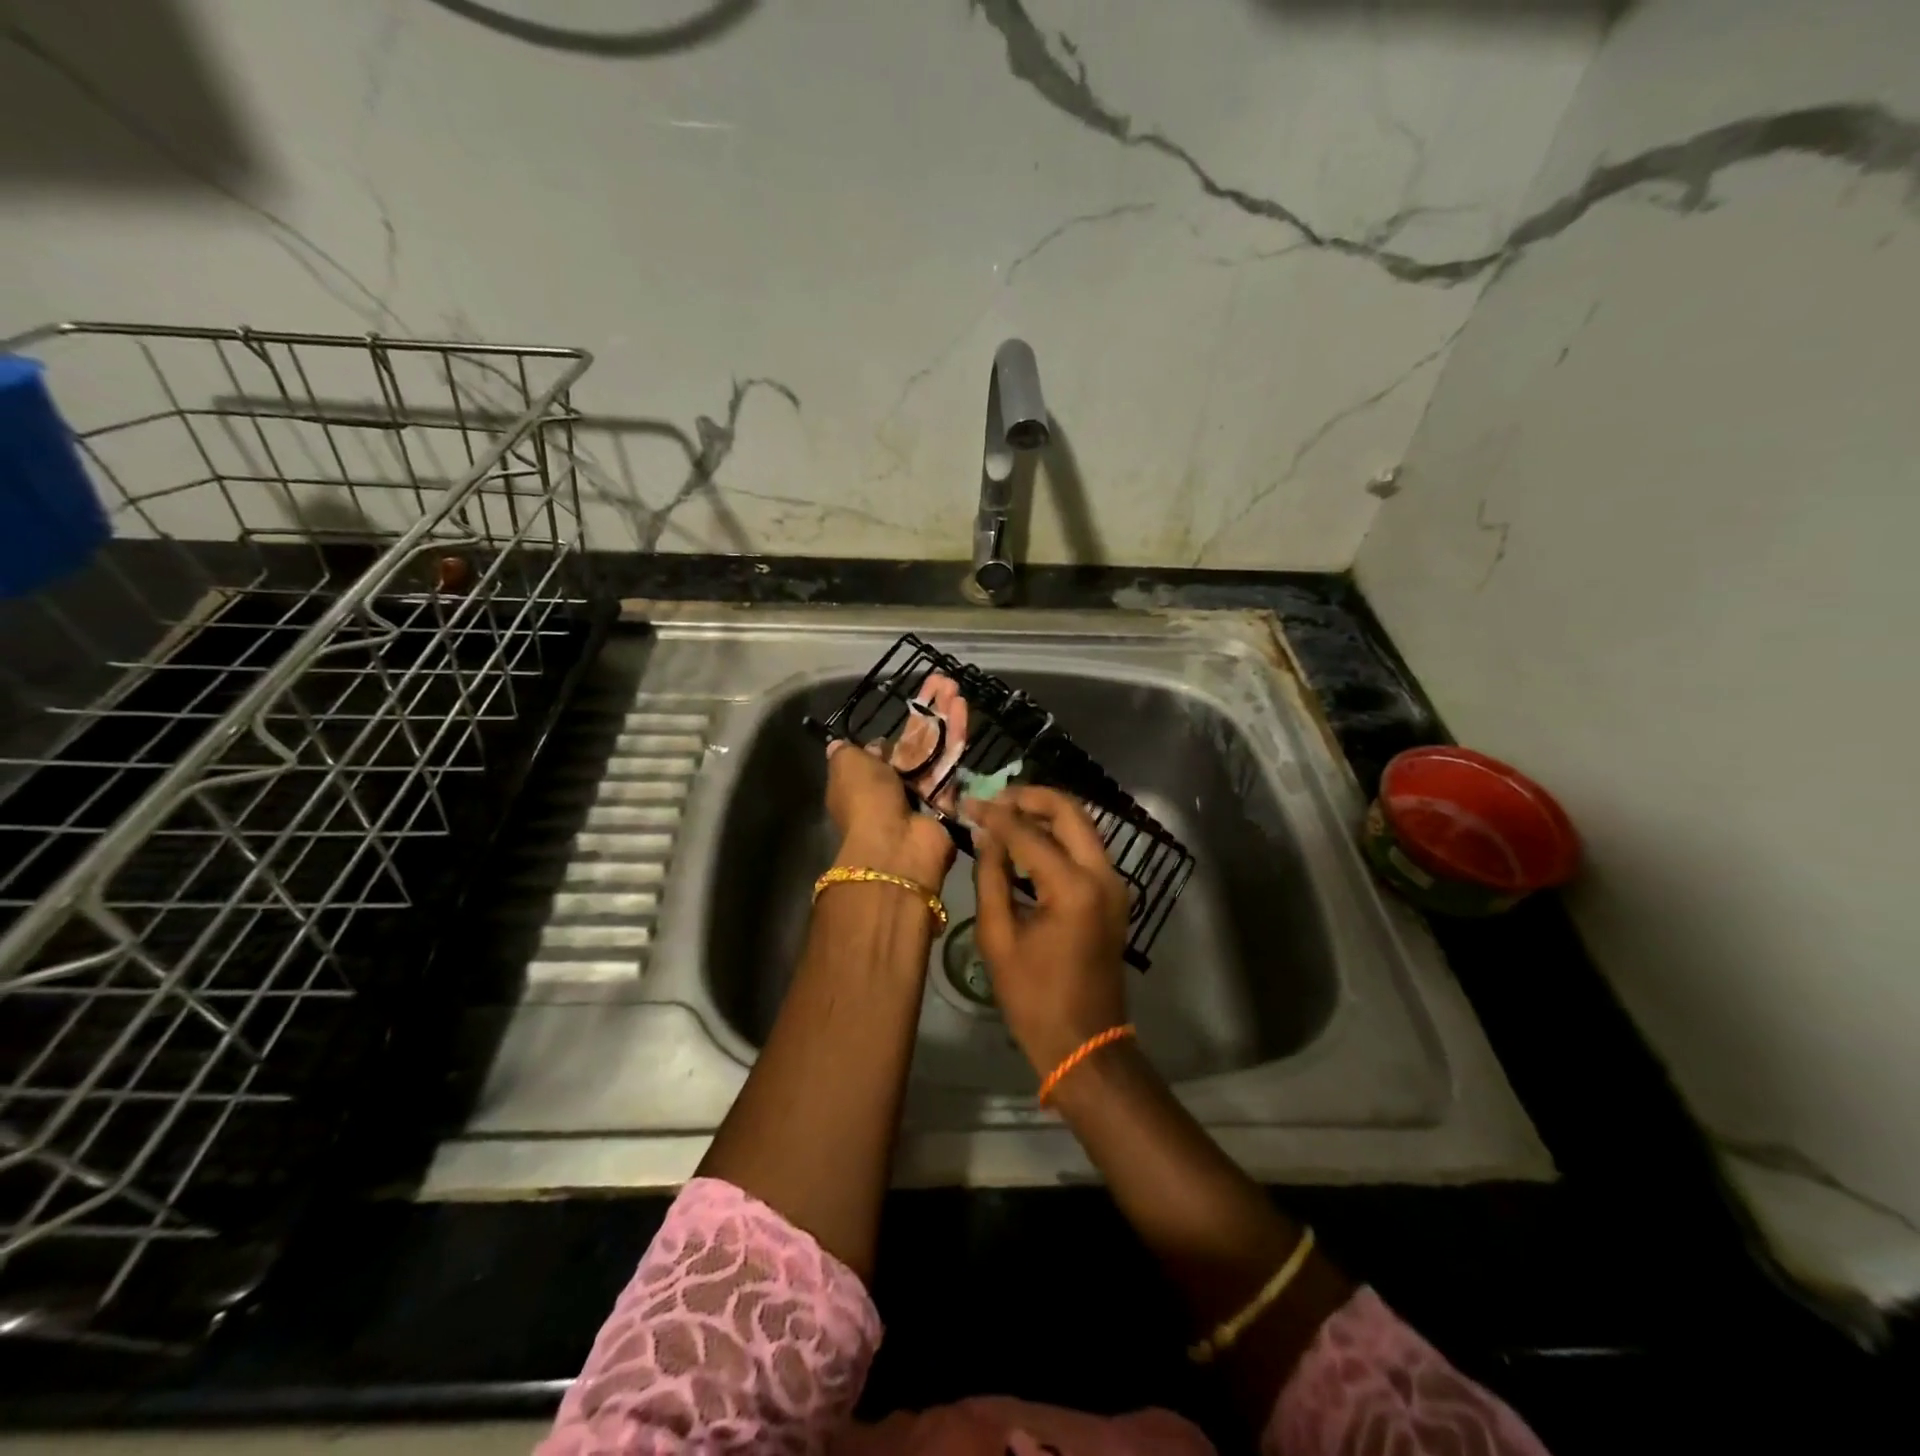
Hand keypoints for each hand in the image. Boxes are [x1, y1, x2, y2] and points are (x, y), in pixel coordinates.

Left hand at [826, 738, 954, 889]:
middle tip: (929, 732)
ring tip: (949, 738)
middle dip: (914, 753)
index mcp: (854, 790)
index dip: (879, 748)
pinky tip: (959, 757)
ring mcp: (912, 814)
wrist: (898, 841)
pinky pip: (948, 793)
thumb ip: (844, 751)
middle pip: (901, 770)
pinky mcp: (938, 821)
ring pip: (926, 779)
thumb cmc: (867, 798)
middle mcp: (882, 802)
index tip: (893, 735)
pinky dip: (954, 779)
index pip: (867, 764)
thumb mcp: (846, 764)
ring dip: (936, 763)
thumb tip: (840, 743)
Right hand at [966, 786, 1130, 1076]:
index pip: (1028, 833)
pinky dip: (1059, 835)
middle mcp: (1102, 875)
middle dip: (1031, 797)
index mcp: (1073, 888)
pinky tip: (1028, 841)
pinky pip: (1086, 848)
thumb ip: (991, 878)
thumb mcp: (998, 938)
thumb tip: (987, 836)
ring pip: (1082, 825)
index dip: (995, 815)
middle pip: (1070, 811)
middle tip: (995, 798)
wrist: (1085, 1043)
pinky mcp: (1115, 894)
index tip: (968, 803)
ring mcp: (1115, 884)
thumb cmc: (1034, 998)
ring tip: (1006, 813)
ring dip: (1046, 813)